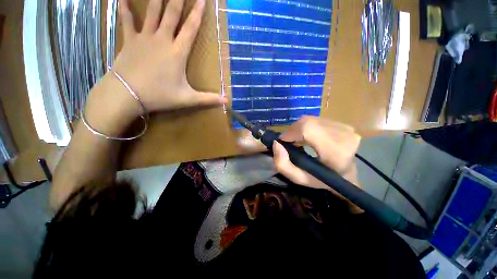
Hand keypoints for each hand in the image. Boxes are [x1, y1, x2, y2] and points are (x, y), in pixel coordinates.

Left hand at [112, 0, 226, 112]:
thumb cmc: (160, 96)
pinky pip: (126, 20)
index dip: (198, 13)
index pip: (191, 28)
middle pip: (172, 13)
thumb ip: (208, 99)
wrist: (127, 94)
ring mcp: (145, 37)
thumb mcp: (188, 99)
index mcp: (177, 52)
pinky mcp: (130, 40)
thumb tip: (226, 101)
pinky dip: (124, 7)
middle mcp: (162, 39)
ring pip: (152, 11)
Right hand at [273, 116, 360, 190]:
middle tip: (289, 141)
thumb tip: (276, 143)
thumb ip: (283, 164)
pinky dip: (307, 127)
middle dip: (293, 130)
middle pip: (308, 122)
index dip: (291, 132)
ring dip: (299, 129)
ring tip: (297, 140)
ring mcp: (345, 128)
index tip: (283, 142)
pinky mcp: (343, 124)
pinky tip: (307, 136)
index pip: (308, 129)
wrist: (347, 176)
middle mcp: (344, 135)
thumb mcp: (299, 178)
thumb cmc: (323, 180)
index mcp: (336, 152)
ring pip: (311, 119)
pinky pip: (317, 120)